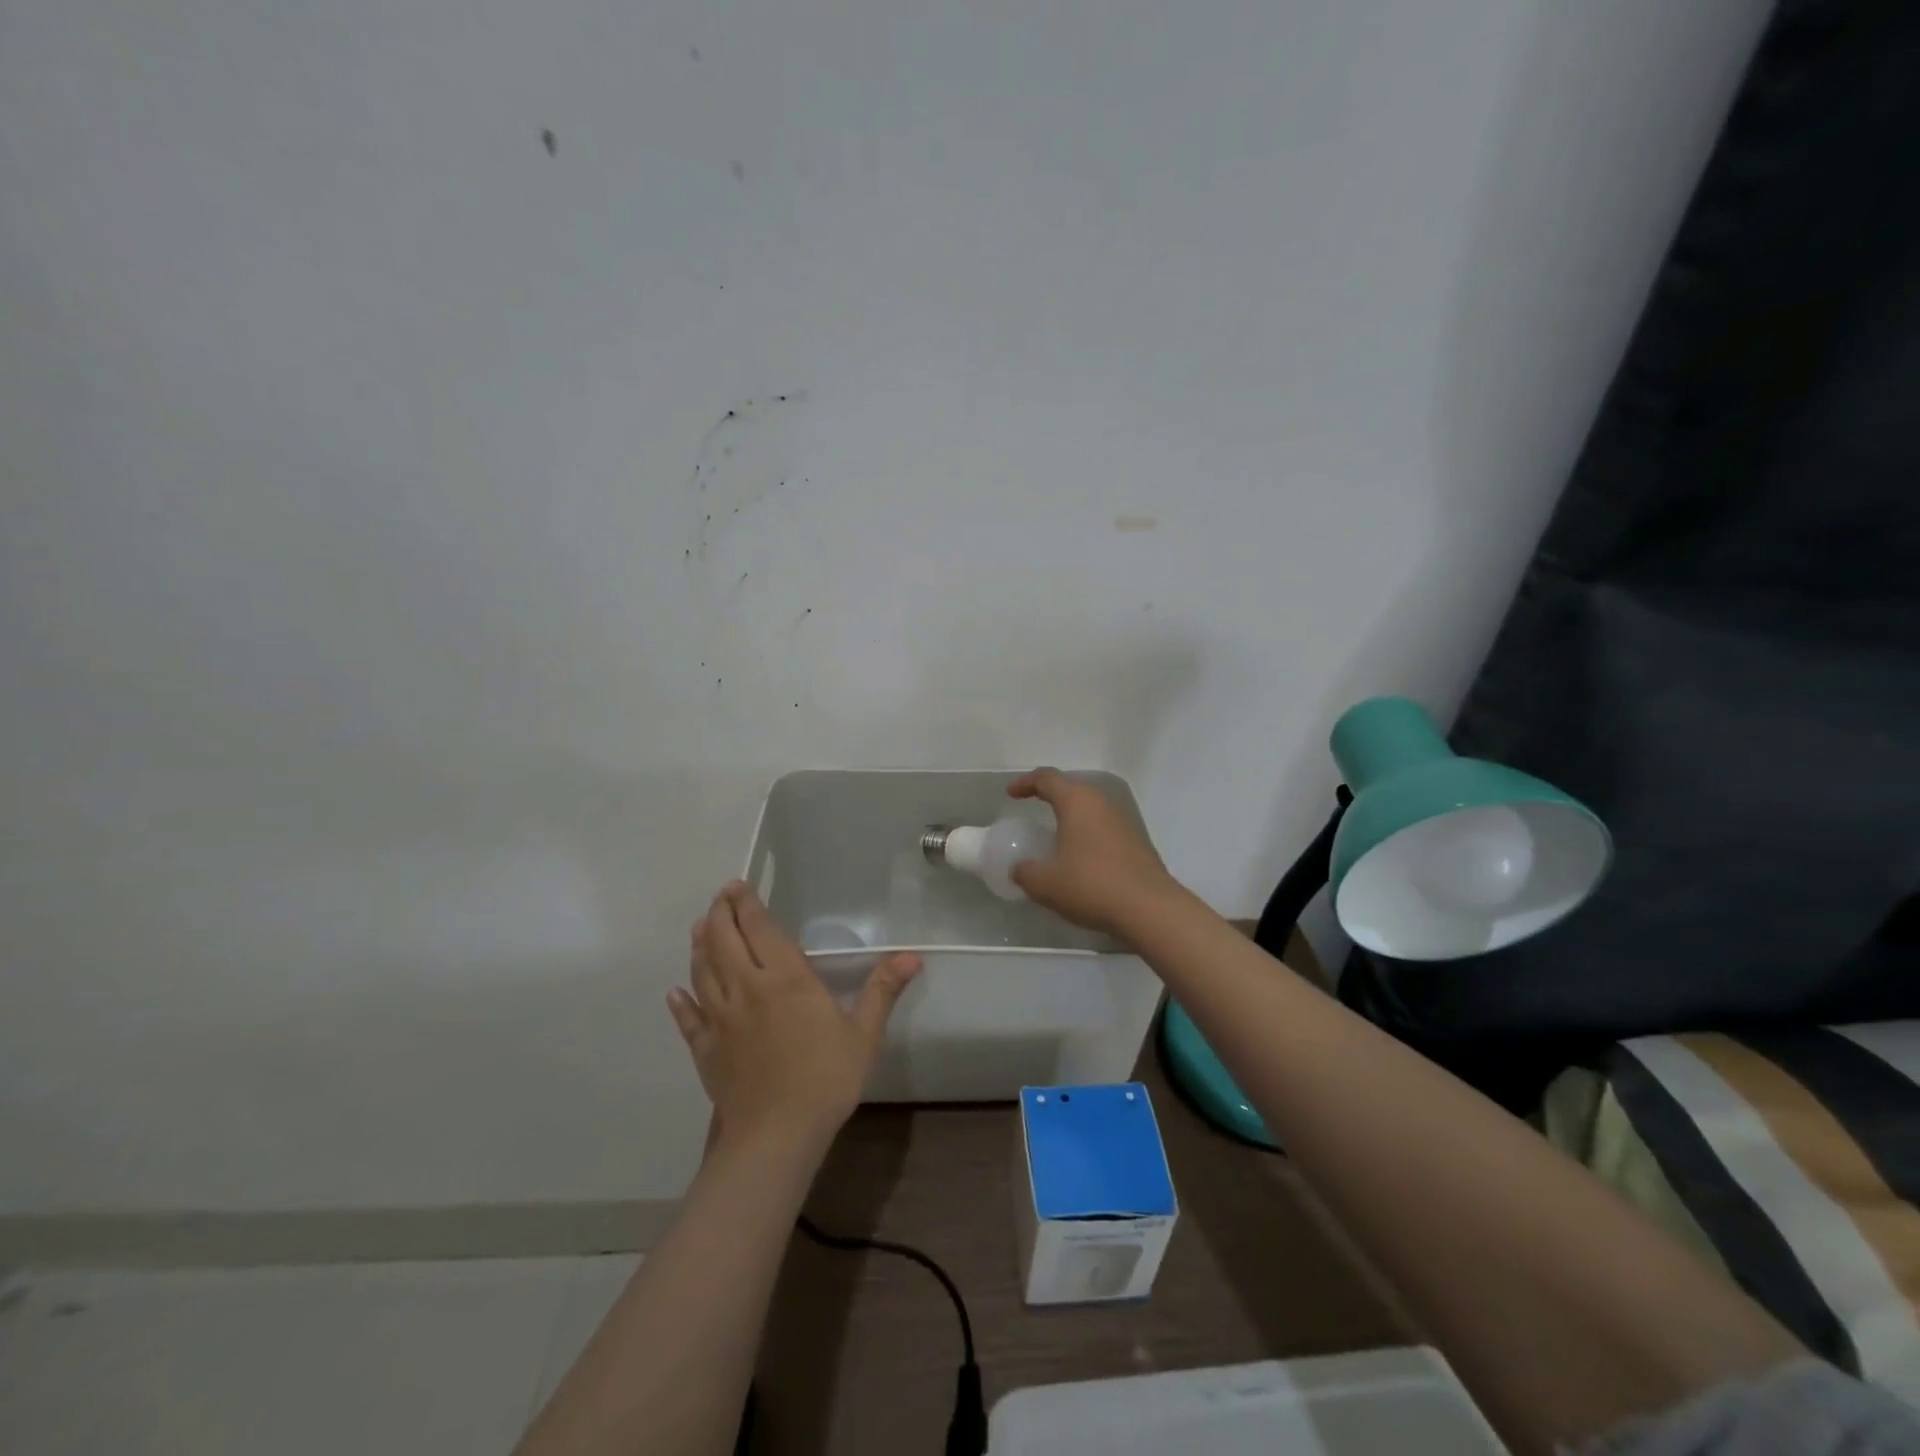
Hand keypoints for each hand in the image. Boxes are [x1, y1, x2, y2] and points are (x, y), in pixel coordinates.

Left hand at [668, 883, 921, 1154]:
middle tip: (721, 898)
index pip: (758, 928)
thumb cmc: (826, 1078)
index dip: (745, 904)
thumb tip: (913, 956)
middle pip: (722, 941)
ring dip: (699, 946)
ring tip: (700, 929)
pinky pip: (688, 1018)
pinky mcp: (705, 1049)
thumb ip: (882, 990)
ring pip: (701, 972)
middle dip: (719, 914)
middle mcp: (746, 988)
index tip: (737, 886)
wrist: (776, 1135)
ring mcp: (720, 1019)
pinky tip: (675, 993)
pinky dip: (680, 1002)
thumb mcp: (863, 1034)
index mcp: (784, 978)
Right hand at [1007, 768, 1180, 937]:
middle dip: (1050, 795)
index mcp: (1077, 803)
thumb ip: (1026, 873)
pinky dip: (1087, 834)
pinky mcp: (1136, 842)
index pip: (1047, 778)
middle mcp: (1101, 804)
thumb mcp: (1046, 884)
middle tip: (1033, 808)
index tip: (1011, 794)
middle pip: (1072, 788)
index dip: (1026, 783)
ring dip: (1071, 816)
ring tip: (1056, 836)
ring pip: (1090, 808)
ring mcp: (1123, 822)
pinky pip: (1104, 828)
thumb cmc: (1091, 886)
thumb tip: (1019, 868)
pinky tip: (1081, 858)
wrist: (1150, 909)